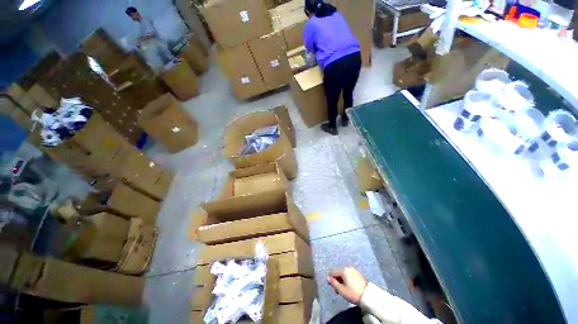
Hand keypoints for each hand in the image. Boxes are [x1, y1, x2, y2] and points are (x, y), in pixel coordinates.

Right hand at [327, 267, 367, 303]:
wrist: (368, 296)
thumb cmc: (353, 293)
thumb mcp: (342, 290)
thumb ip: (333, 283)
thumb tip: (327, 278)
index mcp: (343, 270)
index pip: (333, 272)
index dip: (330, 278)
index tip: (331, 286)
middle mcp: (348, 268)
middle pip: (338, 272)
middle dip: (336, 280)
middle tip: (337, 290)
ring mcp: (354, 270)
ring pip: (344, 274)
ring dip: (341, 280)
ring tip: (343, 289)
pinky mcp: (358, 274)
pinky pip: (349, 275)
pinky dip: (347, 279)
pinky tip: (348, 286)